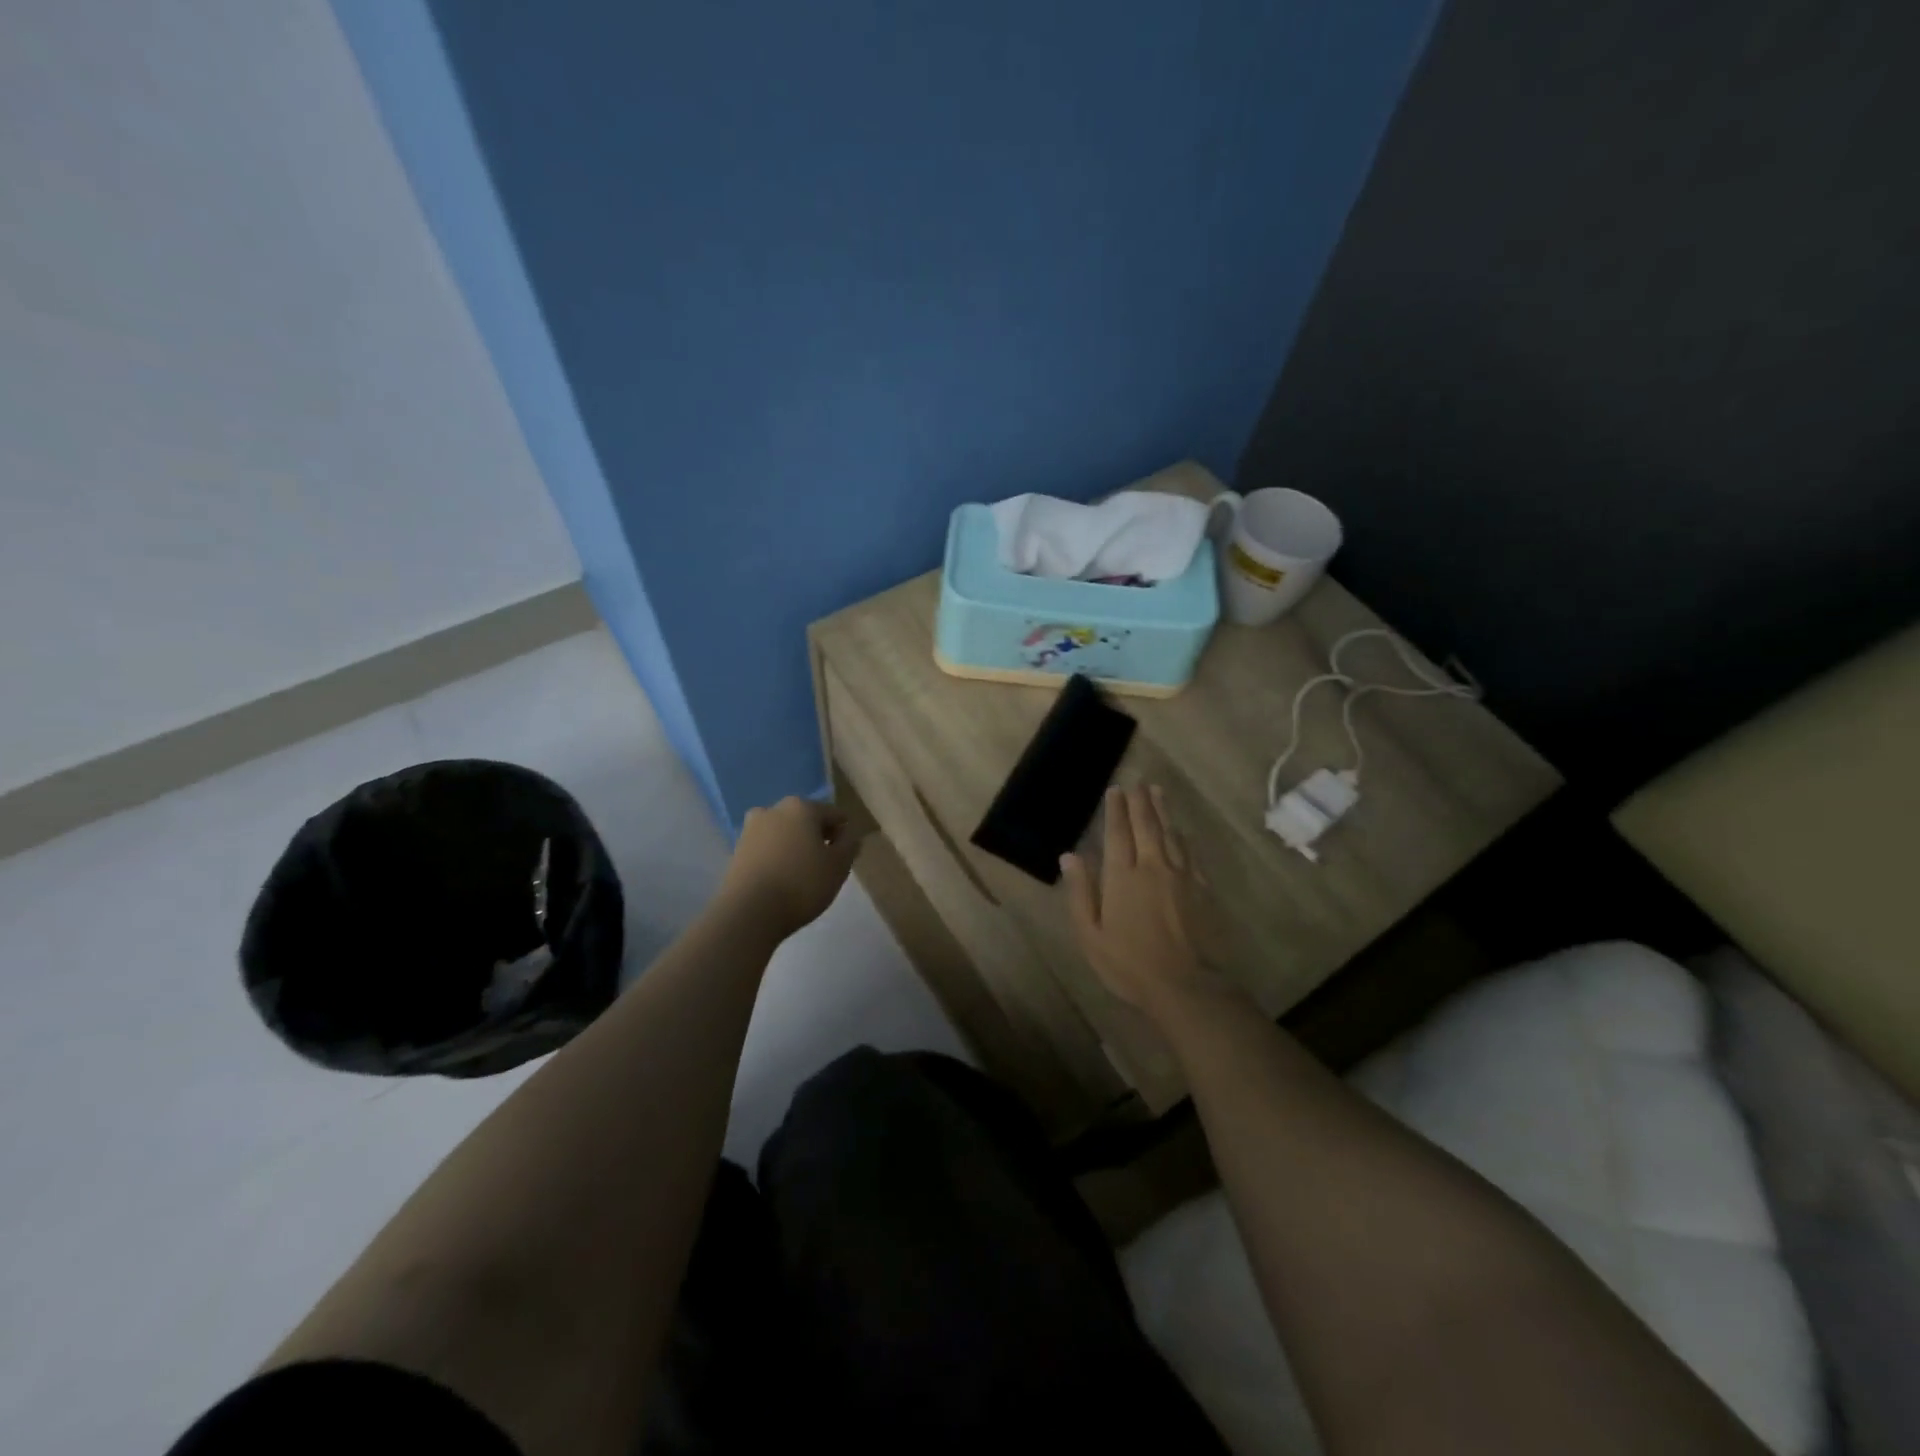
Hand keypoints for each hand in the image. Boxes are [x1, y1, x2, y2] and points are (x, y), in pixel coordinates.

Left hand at [719, 797, 865, 938]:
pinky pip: (767, 849)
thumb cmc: (802, 884)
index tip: (845, 857)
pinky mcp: (737, 851)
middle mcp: (773, 810)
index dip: (844, 835)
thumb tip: (848, 834)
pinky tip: (782, 881)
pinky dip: (777, 859)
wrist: (749, 913)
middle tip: (825, 866)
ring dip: (795, 848)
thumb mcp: (839, 866)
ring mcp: (751, 829)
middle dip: (817, 838)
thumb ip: (849, 845)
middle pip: (806, 821)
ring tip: (802, 876)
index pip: (834, 815)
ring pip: (784, 834)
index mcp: (801, 807)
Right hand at [1062, 785, 1219, 1021]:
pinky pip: (1191, 853)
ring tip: (1157, 792)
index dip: (1115, 810)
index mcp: (1122, 877)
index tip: (1115, 790)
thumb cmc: (1130, 965)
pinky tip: (1181, 831)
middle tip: (1138, 782)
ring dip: (1162, 811)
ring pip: (1171, 833)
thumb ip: (1080, 893)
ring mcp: (1182, 876)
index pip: (1117, 833)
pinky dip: (1183, 837)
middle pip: (1146, 825)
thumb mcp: (1091, 935)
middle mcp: (1152, 866)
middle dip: (1140, 802)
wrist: (1188, 987)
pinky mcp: (1203, 889)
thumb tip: (1070, 856)